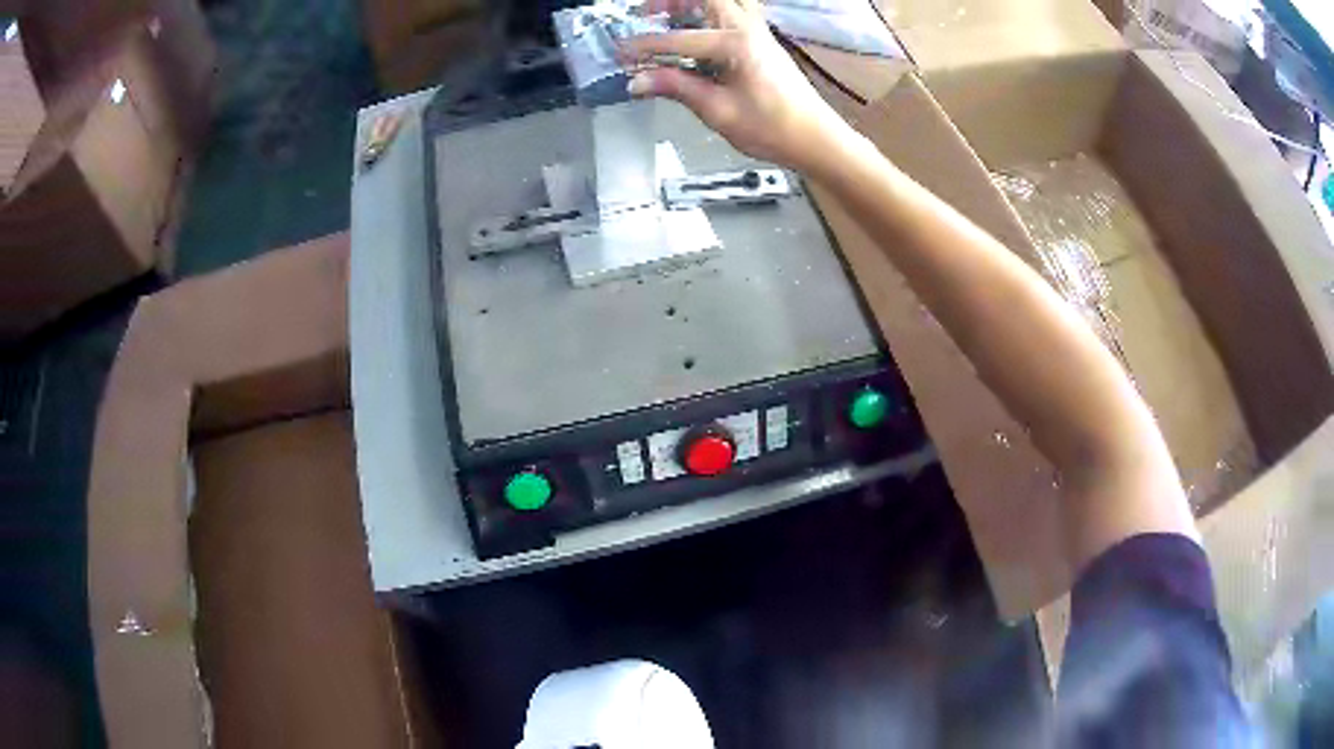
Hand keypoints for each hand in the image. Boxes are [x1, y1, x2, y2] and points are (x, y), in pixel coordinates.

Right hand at [622, 0, 855, 173]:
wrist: (816, 138)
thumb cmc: (772, 129)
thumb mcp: (719, 111)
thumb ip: (677, 87)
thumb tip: (635, 81)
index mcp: (736, 44)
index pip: (679, 39)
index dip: (645, 47)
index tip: (620, 54)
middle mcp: (748, 28)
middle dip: (670, 1)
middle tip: (645, 13)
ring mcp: (758, 31)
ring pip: (723, 0)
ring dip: (693, 3)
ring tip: (666, 16)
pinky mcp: (763, 40)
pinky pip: (734, 11)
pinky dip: (709, 12)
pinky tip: (693, 30)